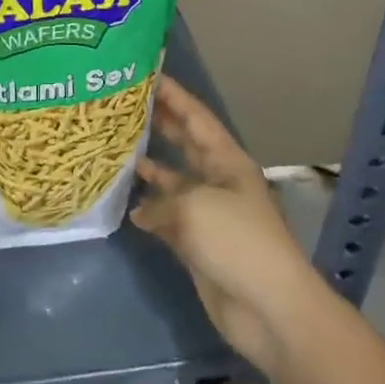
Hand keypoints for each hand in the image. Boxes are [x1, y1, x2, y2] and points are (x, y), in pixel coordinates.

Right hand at [131, 77, 320, 375]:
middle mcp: (217, 180)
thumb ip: (162, 199)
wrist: (269, 309)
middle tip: (123, 106)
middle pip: (185, 144)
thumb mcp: (195, 207)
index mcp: (227, 161)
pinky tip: (125, 204)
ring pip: (174, 181)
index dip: (174, 95)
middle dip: (159, 125)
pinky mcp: (198, 244)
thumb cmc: (237, 242)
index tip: (146, 74)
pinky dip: (149, 211)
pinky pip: (169, 218)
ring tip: (116, 149)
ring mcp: (208, 213)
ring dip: (149, 167)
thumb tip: (142, 210)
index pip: (196, 117)